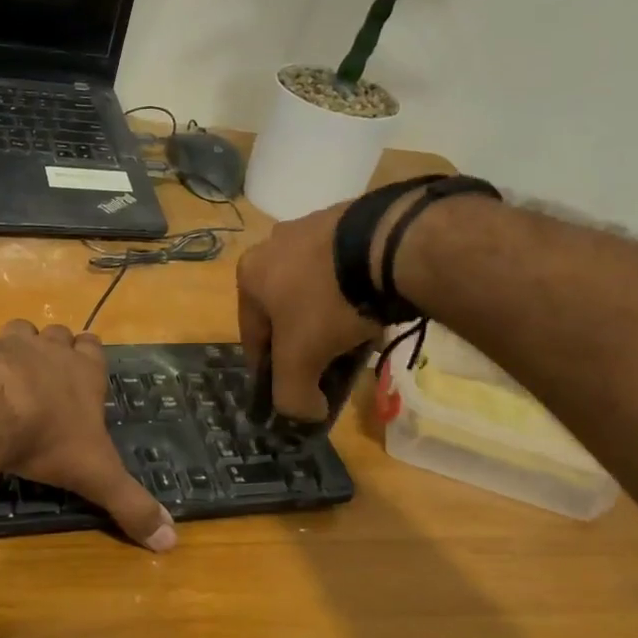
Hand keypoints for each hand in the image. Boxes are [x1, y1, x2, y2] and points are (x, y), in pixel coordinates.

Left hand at [0, 321, 176, 551]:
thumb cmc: (48, 438)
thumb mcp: (97, 477)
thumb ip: (132, 505)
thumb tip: (170, 542)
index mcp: (80, 372)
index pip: (94, 349)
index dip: (90, 354)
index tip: (86, 362)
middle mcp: (43, 350)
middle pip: (55, 335)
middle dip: (52, 347)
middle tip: (46, 372)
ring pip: (12, 330)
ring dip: (9, 345)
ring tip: (1, 369)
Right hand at [236, 202, 380, 422]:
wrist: (387, 244)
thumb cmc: (327, 302)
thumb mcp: (301, 360)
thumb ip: (291, 395)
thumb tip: (303, 414)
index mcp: (249, 275)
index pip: (252, 337)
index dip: (268, 372)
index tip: (288, 391)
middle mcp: (273, 246)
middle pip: (284, 313)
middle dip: (303, 344)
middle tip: (324, 368)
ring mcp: (313, 229)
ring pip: (315, 292)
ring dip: (329, 320)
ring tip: (354, 343)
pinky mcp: (351, 222)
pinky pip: (345, 273)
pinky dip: (354, 296)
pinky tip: (372, 315)